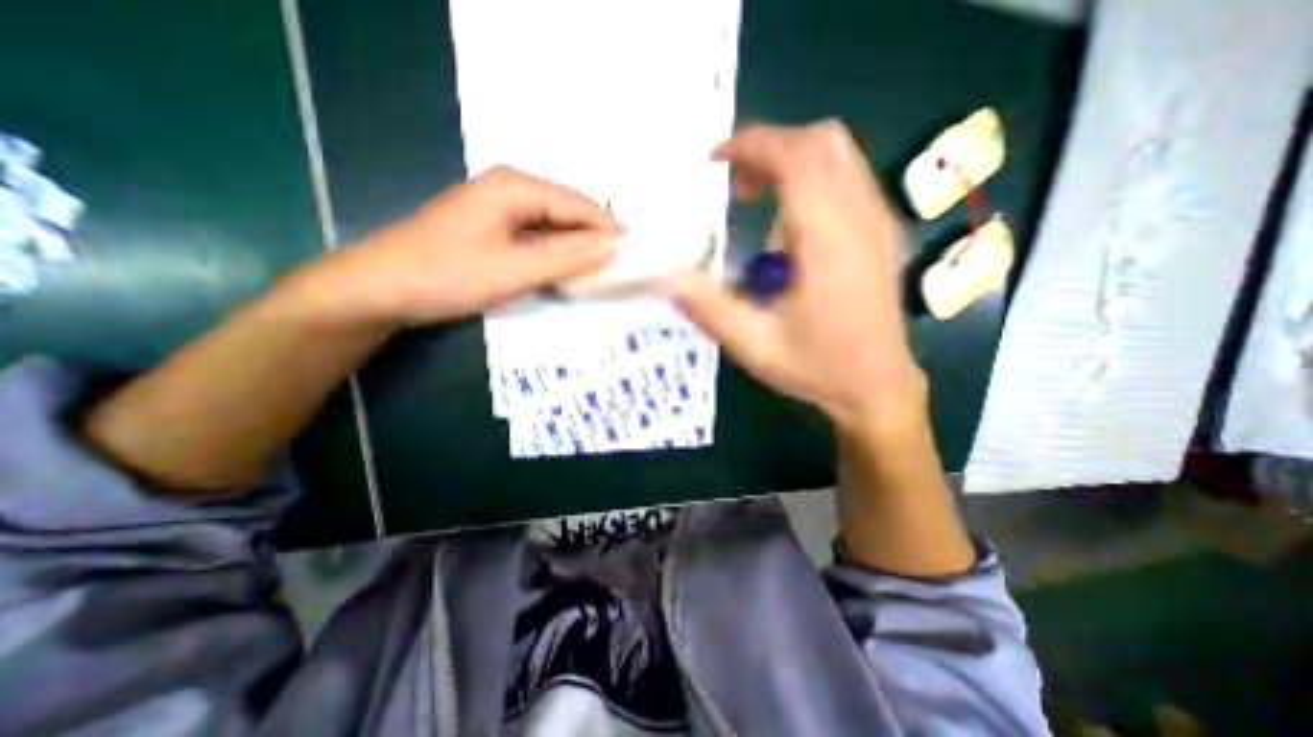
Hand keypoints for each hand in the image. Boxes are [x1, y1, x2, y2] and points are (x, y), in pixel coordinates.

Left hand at [308, 168, 621, 326]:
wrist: (381, 290)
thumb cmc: (446, 275)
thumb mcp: (514, 269)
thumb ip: (568, 257)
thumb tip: (615, 247)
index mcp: (516, 186)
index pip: (580, 205)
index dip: (610, 231)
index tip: (637, 258)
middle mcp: (513, 190)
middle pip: (570, 215)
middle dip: (595, 244)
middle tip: (621, 274)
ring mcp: (503, 211)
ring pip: (557, 231)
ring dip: (577, 255)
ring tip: (602, 280)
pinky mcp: (497, 232)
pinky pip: (540, 243)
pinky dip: (556, 260)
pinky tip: (568, 279)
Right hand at [657, 117, 920, 434]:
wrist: (877, 387)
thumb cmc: (817, 368)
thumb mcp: (753, 345)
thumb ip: (707, 306)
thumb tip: (661, 274)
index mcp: (829, 243)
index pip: (798, 158)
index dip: (753, 145)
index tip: (714, 162)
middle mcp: (860, 220)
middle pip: (822, 142)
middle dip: (769, 148)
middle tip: (732, 185)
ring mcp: (878, 223)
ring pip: (838, 155)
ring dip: (790, 161)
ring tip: (754, 199)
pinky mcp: (881, 232)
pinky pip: (847, 178)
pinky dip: (811, 177)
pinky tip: (788, 221)